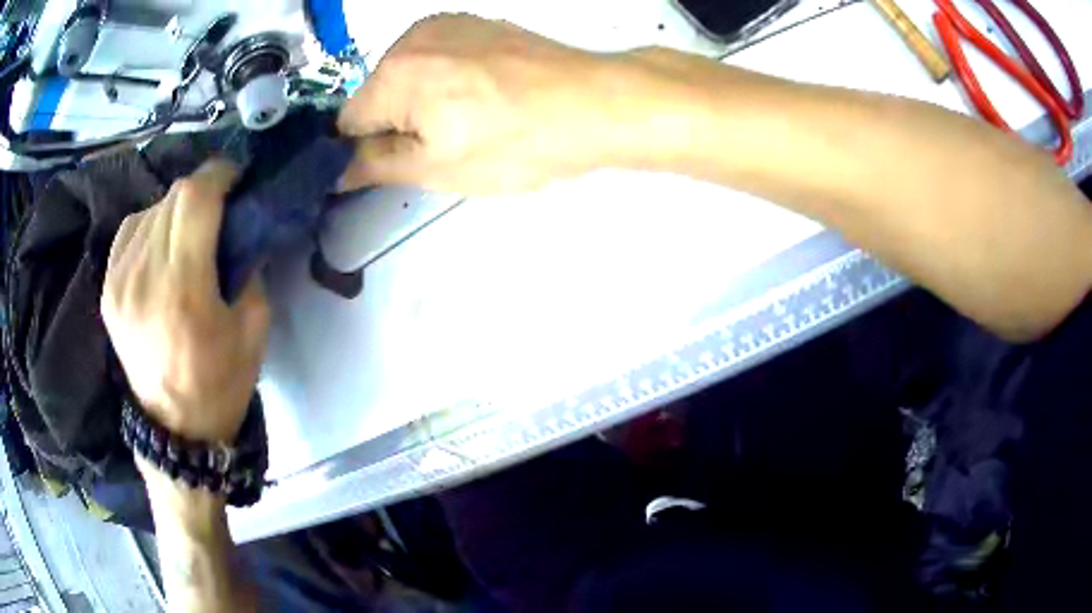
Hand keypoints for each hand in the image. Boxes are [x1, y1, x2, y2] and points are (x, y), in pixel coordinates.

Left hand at [102, 160, 270, 443]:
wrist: (174, 431)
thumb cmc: (220, 385)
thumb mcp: (253, 330)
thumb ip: (249, 270)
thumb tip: (241, 230)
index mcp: (183, 289)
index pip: (194, 198)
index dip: (218, 175)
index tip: (236, 179)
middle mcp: (144, 277)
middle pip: (172, 197)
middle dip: (201, 190)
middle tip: (219, 206)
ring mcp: (119, 282)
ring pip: (150, 210)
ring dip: (175, 210)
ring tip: (188, 233)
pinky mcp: (107, 290)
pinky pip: (129, 232)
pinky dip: (149, 226)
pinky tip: (160, 245)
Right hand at [338, 14, 631, 194]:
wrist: (594, 103)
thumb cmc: (515, 143)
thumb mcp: (438, 168)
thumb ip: (379, 166)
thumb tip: (341, 170)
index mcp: (393, 73)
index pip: (348, 121)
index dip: (369, 149)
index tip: (403, 162)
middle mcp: (411, 38)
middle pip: (377, 94)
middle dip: (399, 122)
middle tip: (448, 143)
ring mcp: (447, 23)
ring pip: (408, 75)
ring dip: (423, 100)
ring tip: (473, 118)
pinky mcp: (476, 22)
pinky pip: (438, 57)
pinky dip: (447, 78)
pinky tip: (484, 93)